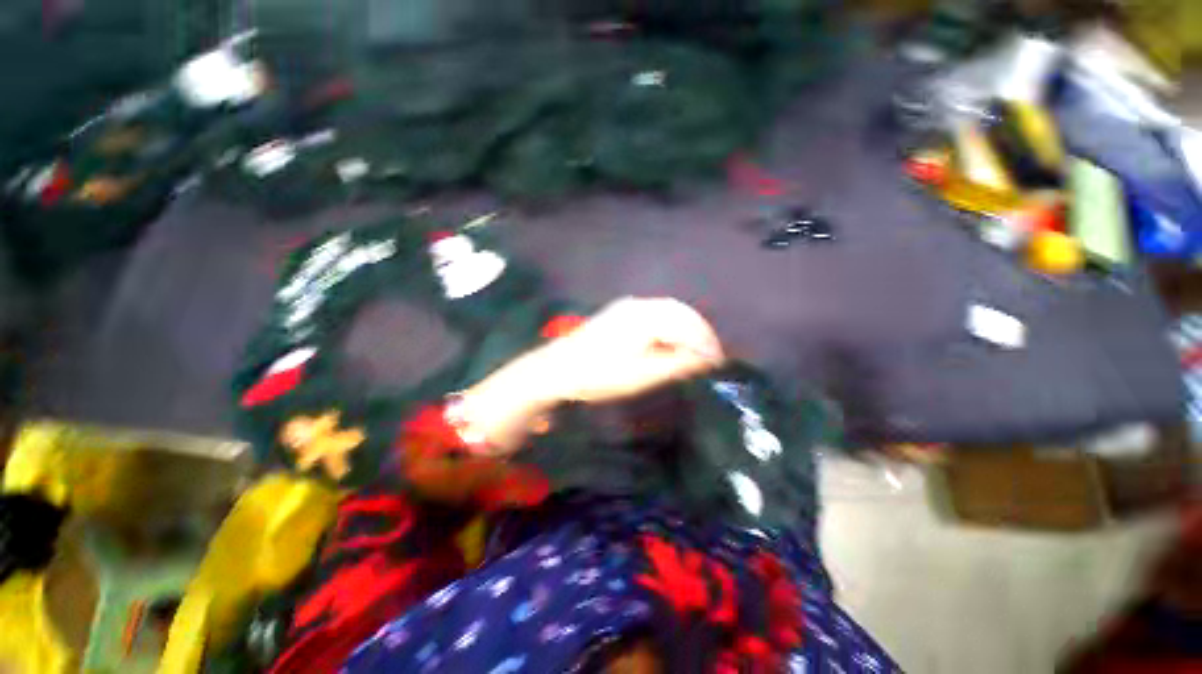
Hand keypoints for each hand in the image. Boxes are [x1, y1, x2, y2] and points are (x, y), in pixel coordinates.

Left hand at [540, 297, 724, 403]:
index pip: (687, 325)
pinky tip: (672, 340)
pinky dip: (671, 325)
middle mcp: (640, 304)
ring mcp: (628, 306)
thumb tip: (705, 359)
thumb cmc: (599, 374)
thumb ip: (675, 364)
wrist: (558, 368)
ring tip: (695, 351)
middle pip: (681, 312)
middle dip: (700, 333)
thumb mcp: (641, 375)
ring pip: (669, 310)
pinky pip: (656, 312)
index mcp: (646, 317)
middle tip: (710, 357)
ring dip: (686, 328)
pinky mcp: (621, 312)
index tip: (718, 363)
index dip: (706, 343)